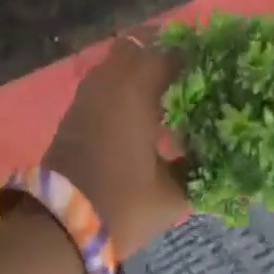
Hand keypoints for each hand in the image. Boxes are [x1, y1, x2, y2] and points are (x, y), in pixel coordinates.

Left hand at [44, 35, 190, 256]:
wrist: (59, 228)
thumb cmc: (123, 205)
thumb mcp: (172, 194)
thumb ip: (196, 168)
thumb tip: (212, 154)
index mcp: (136, 91)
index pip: (170, 53)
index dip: (193, 56)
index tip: (214, 67)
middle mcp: (109, 83)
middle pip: (138, 45)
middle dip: (162, 51)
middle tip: (189, 72)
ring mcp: (87, 95)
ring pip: (116, 61)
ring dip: (139, 67)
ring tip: (168, 90)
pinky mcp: (74, 112)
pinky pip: (103, 81)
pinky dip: (122, 84)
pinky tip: (141, 110)